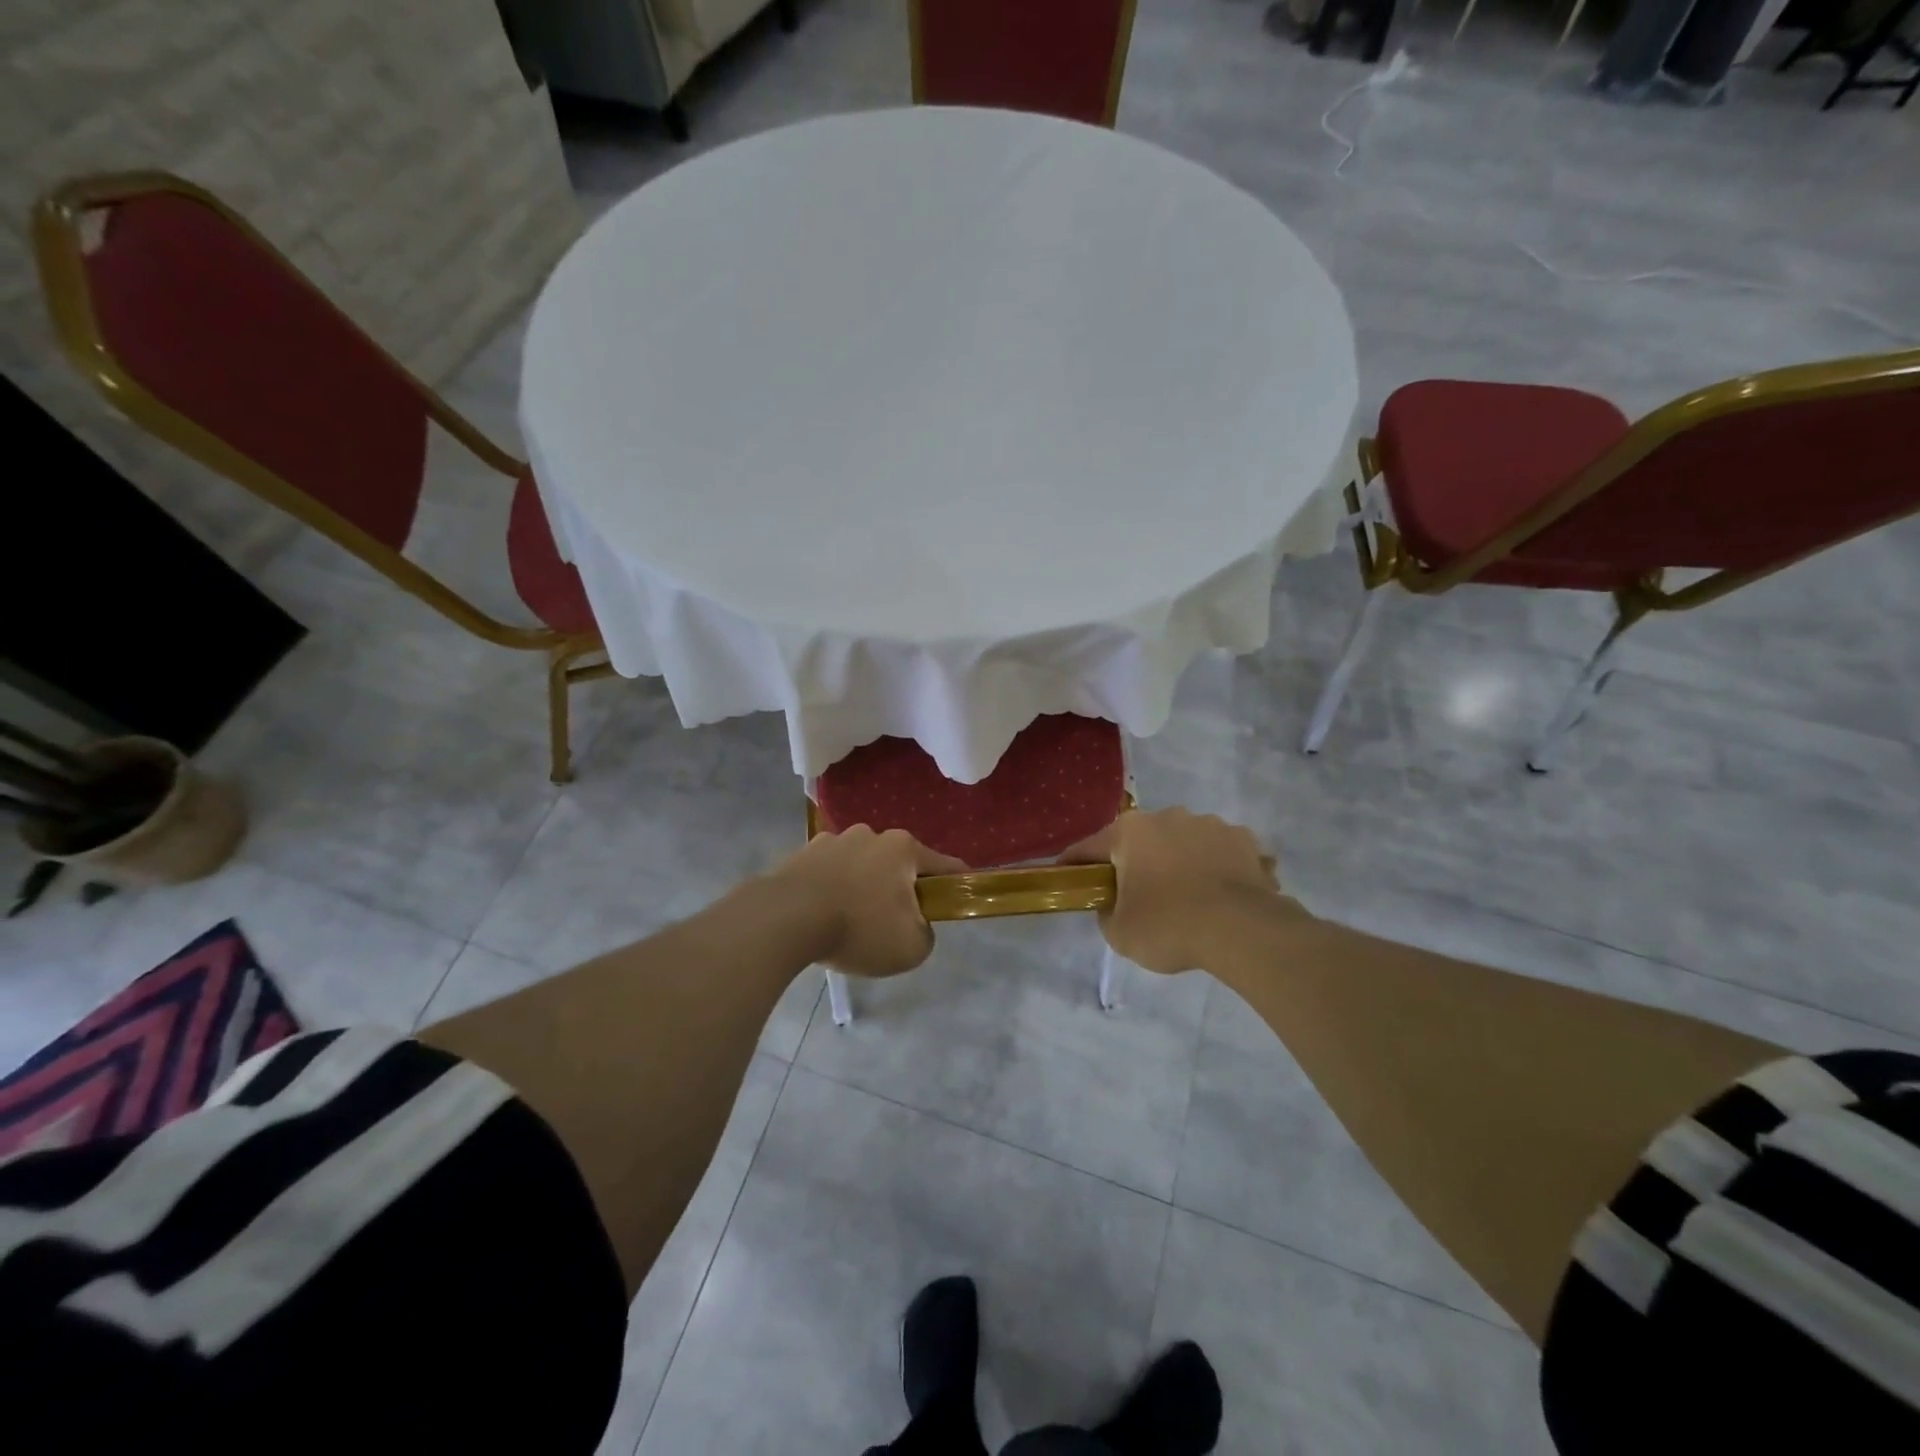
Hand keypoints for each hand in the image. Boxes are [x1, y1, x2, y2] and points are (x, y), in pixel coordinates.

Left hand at [771, 826, 966, 976]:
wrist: (785, 919)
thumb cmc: (859, 928)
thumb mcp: (911, 947)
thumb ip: (926, 934)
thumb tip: (916, 925)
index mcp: (903, 849)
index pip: (944, 865)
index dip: (957, 882)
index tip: (961, 896)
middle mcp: (871, 835)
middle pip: (898, 864)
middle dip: (901, 888)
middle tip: (894, 923)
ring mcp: (833, 840)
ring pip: (862, 866)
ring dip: (864, 886)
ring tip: (851, 921)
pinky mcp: (803, 853)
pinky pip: (830, 873)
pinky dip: (833, 889)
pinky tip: (823, 914)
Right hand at [1060, 808, 1290, 973]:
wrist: (1241, 930)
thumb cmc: (1168, 926)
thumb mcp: (1119, 933)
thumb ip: (1107, 912)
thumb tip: (1115, 904)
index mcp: (1130, 831)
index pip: (1090, 847)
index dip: (1076, 864)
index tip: (1067, 875)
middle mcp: (1168, 816)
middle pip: (1142, 841)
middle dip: (1138, 862)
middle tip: (1138, 894)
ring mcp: (1210, 824)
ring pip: (1184, 842)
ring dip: (1180, 861)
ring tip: (1189, 897)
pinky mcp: (1245, 840)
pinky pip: (1221, 853)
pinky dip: (1217, 868)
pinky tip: (1222, 895)